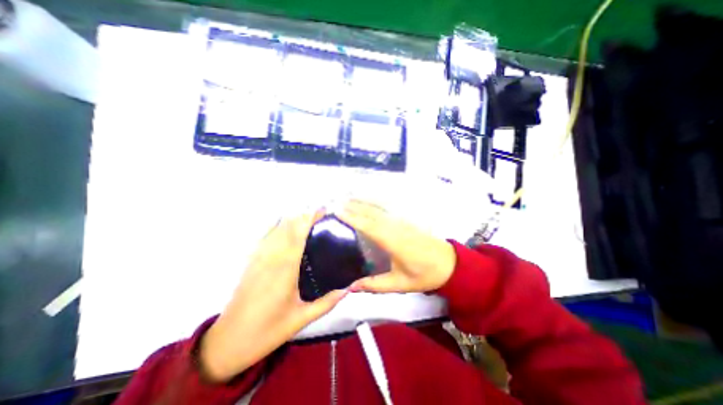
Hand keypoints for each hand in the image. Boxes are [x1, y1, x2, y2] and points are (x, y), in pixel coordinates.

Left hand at [197, 212, 345, 382]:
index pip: (299, 233)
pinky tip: (286, 226)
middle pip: (288, 225)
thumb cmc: (267, 331)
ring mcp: (258, 257)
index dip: (310, 218)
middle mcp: (271, 257)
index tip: (324, 210)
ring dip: (292, 219)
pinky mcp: (251, 261)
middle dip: (304, 215)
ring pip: (276, 228)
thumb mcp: (302, 319)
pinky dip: (277, 226)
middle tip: (321, 214)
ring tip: (308, 218)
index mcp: (285, 268)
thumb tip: (349, 288)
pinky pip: (265, 236)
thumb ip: (327, 302)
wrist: (227, 342)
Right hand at [338, 199, 455, 293]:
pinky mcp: (405, 221)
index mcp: (393, 241)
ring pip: (378, 208)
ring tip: (347, 198)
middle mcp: (395, 227)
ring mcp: (401, 221)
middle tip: (336, 202)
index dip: (352, 217)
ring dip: (362, 201)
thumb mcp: (400, 284)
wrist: (450, 263)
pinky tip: (368, 201)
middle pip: (371, 213)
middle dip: (353, 206)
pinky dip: (374, 202)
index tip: (337, 211)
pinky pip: (386, 208)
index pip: (368, 226)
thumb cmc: (425, 274)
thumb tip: (351, 287)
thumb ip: (375, 285)